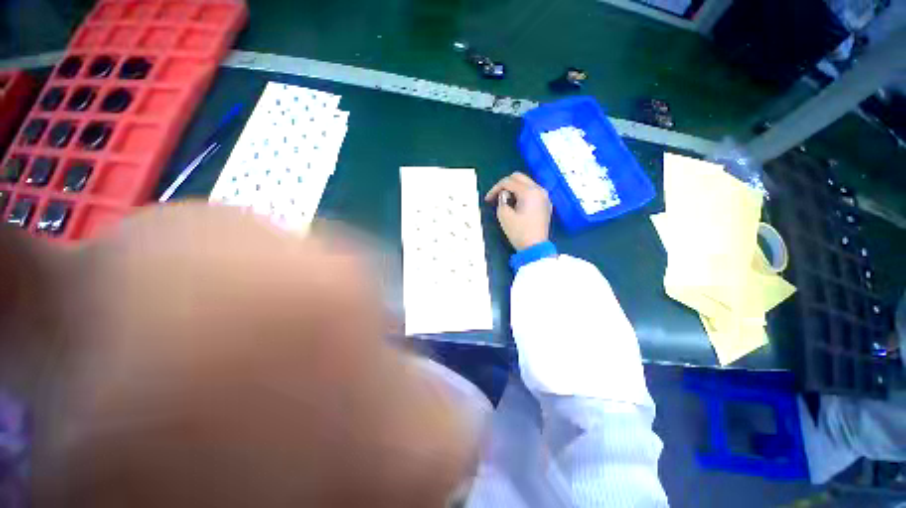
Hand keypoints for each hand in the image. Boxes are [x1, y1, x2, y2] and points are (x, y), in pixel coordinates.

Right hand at [485, 172, 551, 250]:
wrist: (535, 248)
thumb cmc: (519, 232)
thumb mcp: (504, 216)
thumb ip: (501, 201)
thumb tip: (505, 196)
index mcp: (529, 191)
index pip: (508, 181)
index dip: (495, 188)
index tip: (488, 199)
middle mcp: (539, 190)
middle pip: (519, 177)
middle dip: (505, 184)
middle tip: (496, 196)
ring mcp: (544, 196)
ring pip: (526, 183)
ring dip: (514, 189)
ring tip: (506, 202)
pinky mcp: (545, 204)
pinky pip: (532, 192)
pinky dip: (522, 194)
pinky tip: (516, 205)